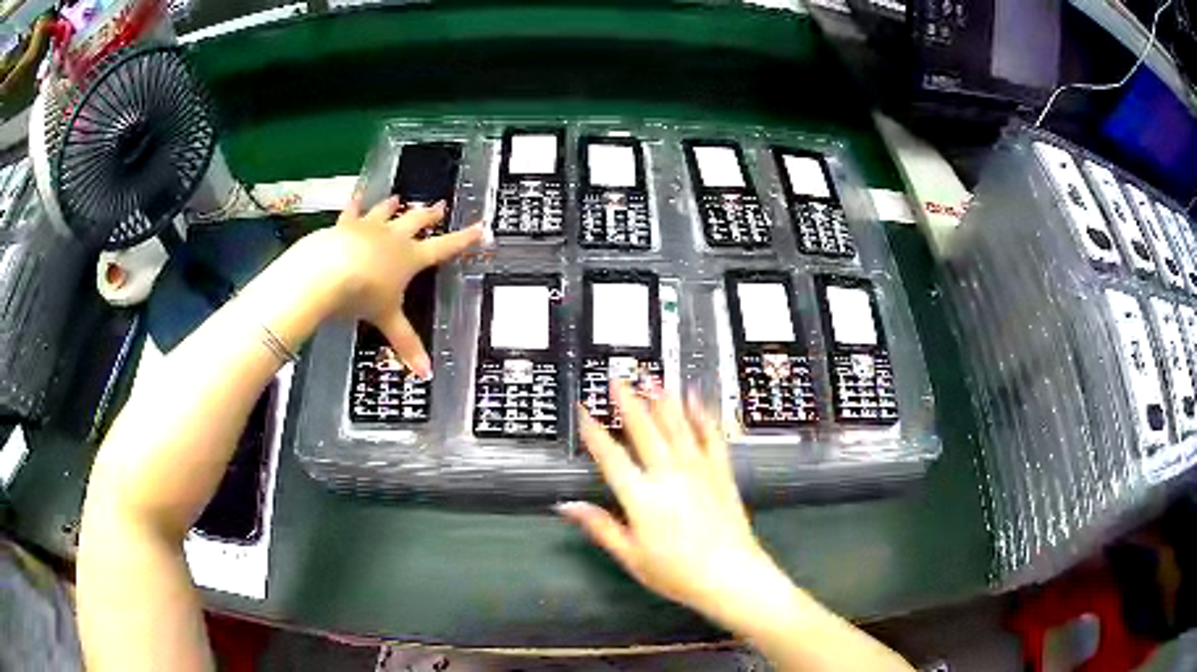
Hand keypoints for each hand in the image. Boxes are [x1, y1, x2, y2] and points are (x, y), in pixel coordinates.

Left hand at [322, 196, 482, 377]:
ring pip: (385, 212)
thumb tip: (427, 374)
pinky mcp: (344, 226)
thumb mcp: (387, 319)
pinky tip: (356, 194)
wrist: (326, 271)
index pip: (444, 247)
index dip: (463, 239)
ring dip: (393, 206)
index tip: (480, 226)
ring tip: (398, 198)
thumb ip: (406, 343)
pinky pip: (351, 211)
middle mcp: (393, 237)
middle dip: (430, 215)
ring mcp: (368, 228)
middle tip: (440, 205)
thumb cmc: (363, 295)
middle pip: (416, 221)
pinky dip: (354, 203)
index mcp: (410, 258)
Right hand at [559, 383, 777, 621]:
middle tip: (618, 378)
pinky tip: (696, 400)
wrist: (730, 575)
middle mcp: (668, 474)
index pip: (611, 457)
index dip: (594, 432)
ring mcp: (698, 470)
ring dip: (663, 401)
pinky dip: (702, 416)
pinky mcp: (720, 472)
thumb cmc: (676, 572)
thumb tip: (566, 505)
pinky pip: (710, 437)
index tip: (584, 410)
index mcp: (641, 496)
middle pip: (644, 430)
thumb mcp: (630, 556)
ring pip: (677, 426)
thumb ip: (600, 526)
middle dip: (628, 402)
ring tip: (652, 378)